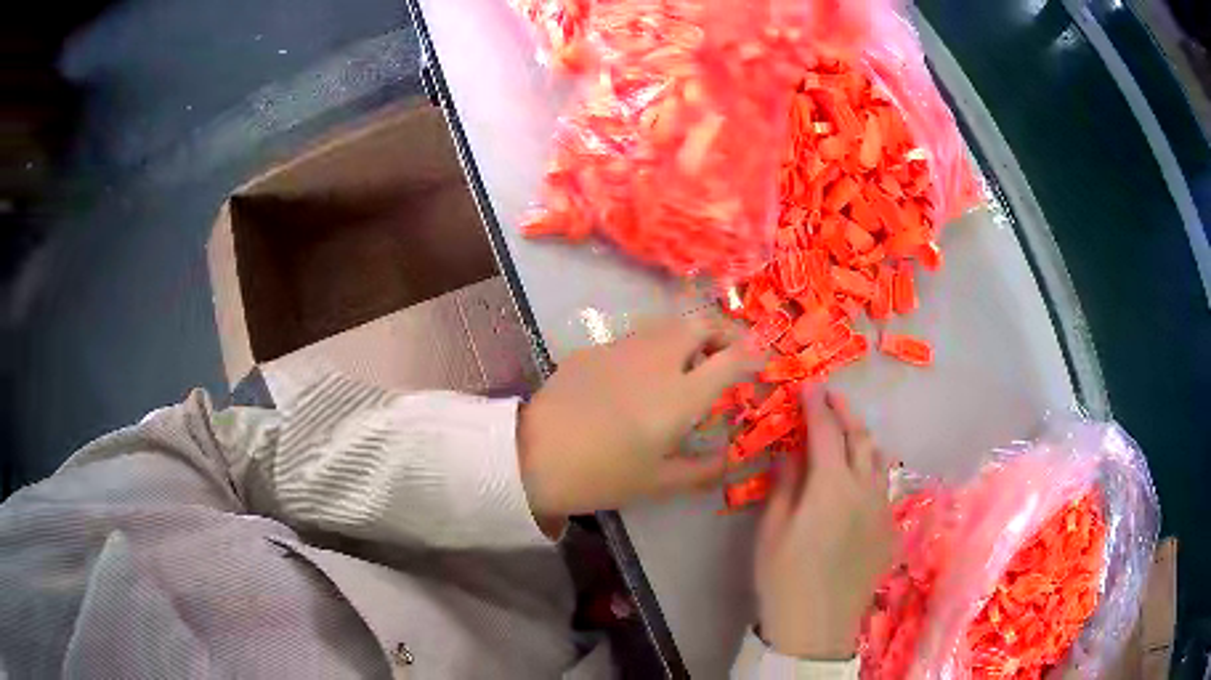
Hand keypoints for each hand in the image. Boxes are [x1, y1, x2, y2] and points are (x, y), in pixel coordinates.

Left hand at [518, 316, 764, 521]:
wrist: (534, 454)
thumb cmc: (603, 474)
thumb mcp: (659, 482)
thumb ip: (704, 470)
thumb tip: (733, 461)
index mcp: (681, 394)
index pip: (731, 359)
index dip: (753, 353)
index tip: (762, 359)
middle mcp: (658, 360)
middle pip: (700, 323)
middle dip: (722, 331)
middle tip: (725, 354)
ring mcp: (623, 348)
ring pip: (667, 325)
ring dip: (688, 336)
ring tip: (688, 363)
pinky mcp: (595, 349)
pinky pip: (635, 339)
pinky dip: (653, 347)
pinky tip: (638, 376)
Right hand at [754, 390, 894, 659]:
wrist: (817, 625)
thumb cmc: (784, 578)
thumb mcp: (772, 531)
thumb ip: (785, 486)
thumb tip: (790, 454)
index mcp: (832, 486)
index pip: (826, 431)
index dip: (816, 405)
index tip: (808, 386)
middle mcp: (865, 488)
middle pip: (860, 438)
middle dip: (845, 412)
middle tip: (830, 397)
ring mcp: (882, 508)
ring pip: (878, 460)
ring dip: (862, 439)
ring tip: (846, 434)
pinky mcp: (889, 529)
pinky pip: (883, 487)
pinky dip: (870, 471)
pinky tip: (857, 482)